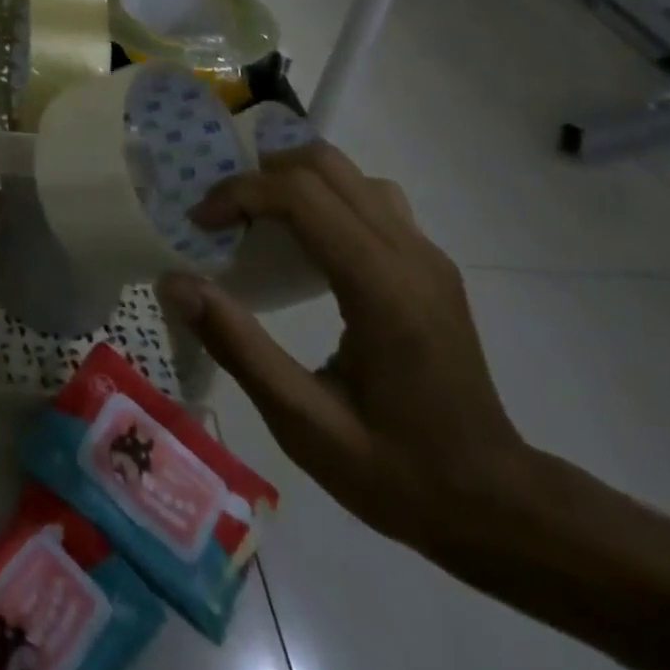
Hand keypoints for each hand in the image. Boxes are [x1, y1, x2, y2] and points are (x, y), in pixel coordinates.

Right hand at [157, 143, 528, 551]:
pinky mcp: (428, 261)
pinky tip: (303, 243)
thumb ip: (237, 346)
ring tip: (256, 222)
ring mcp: (425, 253)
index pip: (301, 194)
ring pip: (348, 173)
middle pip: (324, 164)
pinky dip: (321, 196)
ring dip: (291, 180)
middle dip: (260, 176)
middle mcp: (410, 253)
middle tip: (223, 217)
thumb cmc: (398, 472)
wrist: (497, 505)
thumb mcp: (305, 424)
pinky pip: (366, 196)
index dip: (239, 193)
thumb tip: (172, 282)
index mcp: (382, 288)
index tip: (200, 223)